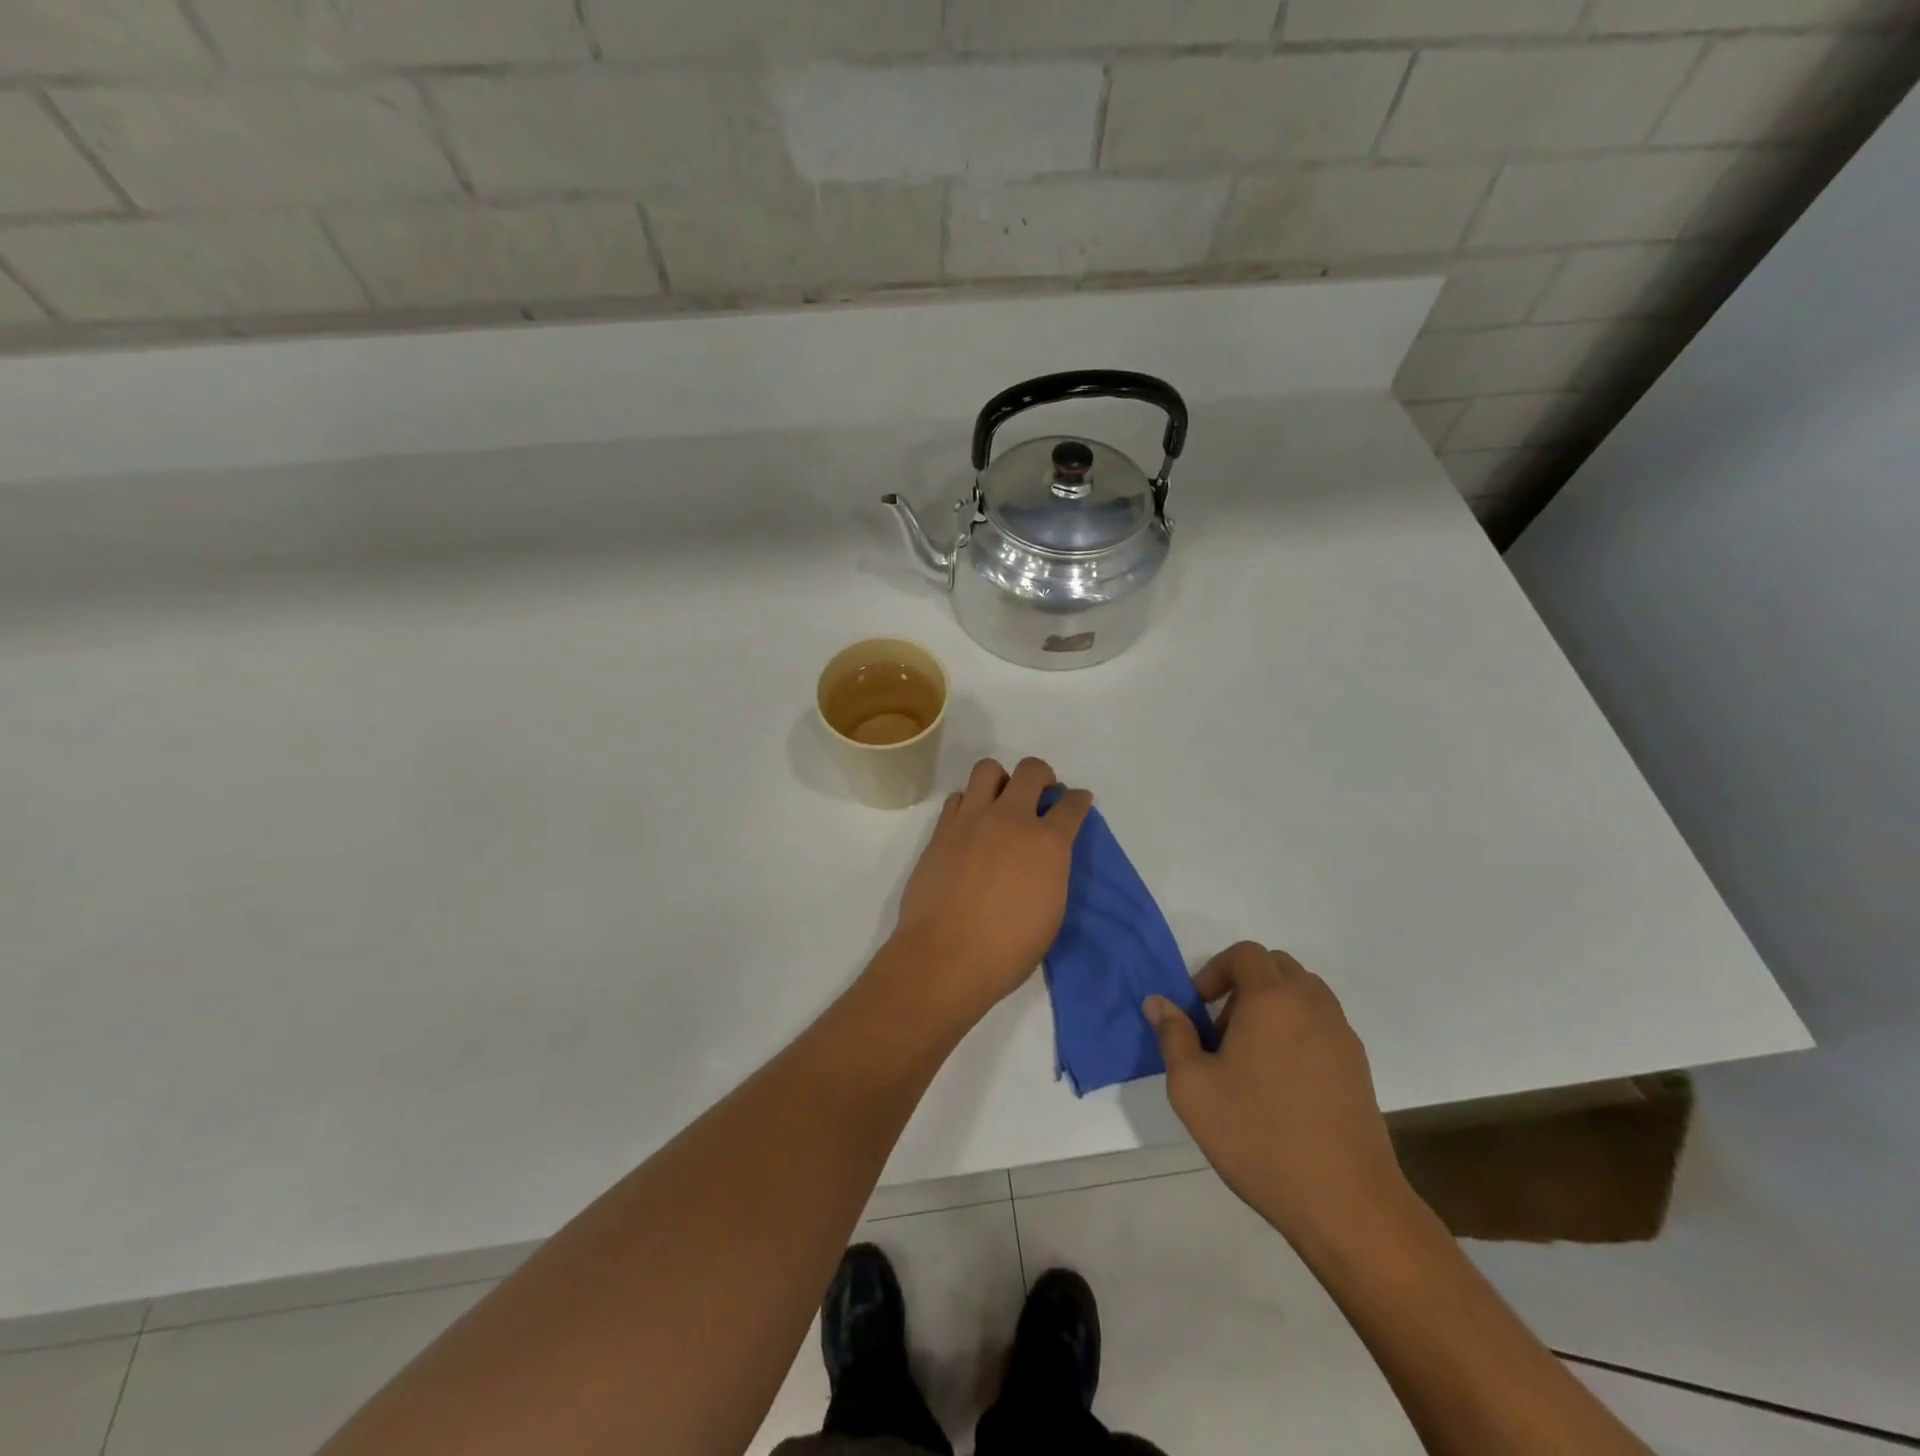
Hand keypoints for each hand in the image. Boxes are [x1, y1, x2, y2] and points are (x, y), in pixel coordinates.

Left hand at [887, 757, 1091, 1025]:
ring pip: (988, 769)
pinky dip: (969, 804)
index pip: (1072, 805)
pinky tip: (971, 825)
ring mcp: (973, 819)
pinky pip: (958, 797)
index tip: (1077, 802)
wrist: (946, 956)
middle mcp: (1012, 820)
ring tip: (1001, 802)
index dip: (1078, 800)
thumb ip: (1051, 872)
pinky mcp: (942, 829)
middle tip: (1040, 794)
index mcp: (1048, 844)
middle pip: (1032, 770)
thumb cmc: (1008, 950)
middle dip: (1042, 776)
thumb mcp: (1050, 912)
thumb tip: (1043, 858)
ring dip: (1001, 780)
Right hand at [1144, 943, 1411, 1253]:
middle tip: (1222, 1030)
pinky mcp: (1359, 1067)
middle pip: (1277, 967)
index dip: (1215, 970)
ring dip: (1273, 1006)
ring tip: (1250, 1056)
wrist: (1346, 1203)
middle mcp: (1312, 1005)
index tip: (1199, 1008)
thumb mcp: (1193, 1088)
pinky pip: (1322, 1025)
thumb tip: (1158, 1002)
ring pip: (1303, 994)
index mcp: (1272, 1000)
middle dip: (1244, 985)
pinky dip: (1297, 1031)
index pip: (1245, 954)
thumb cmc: (1259, 1137)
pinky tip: (1281, 1083)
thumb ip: (1173, 1036)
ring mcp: (1342, 1036)